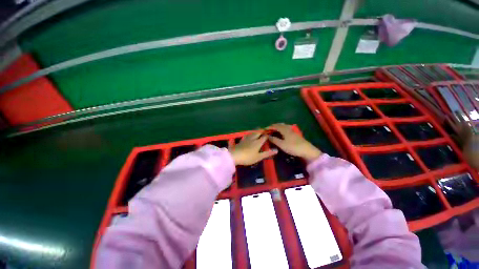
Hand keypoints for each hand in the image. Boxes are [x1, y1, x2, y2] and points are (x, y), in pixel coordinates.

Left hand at [229, 131, 277, 165]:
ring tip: (258, 131)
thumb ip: (267, 153)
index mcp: (258, 142)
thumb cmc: (248, 157)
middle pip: (258, 132)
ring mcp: (246, 139)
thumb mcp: (258, 157)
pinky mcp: (241, 140)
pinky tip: (248, 135)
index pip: (264, 136)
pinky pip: (246, 135)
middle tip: (264, 130)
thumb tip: (276, 150)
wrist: (235, 155)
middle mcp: (253, 138)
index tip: (270, 134)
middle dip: (261, 131)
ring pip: (252, 133)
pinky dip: (249, 134)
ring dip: (256, 132)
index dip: (268, 135)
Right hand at [267, 123, 321, 161]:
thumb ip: (274, 140)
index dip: (269, 127)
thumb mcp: (282, 144)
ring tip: (274, 129)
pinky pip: (286, 128)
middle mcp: (288, 129)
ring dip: (278, 127)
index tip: (264, 129)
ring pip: (284, 126)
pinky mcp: (295, 134)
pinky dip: (282, 129)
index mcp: (284, 130)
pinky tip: (282, 132)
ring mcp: (292, 131)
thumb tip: (268, 136)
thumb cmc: (293, 147)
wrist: (307, 150)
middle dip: (274, 126)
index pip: (275, 126)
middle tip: (268, 129)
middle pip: (280, 125)